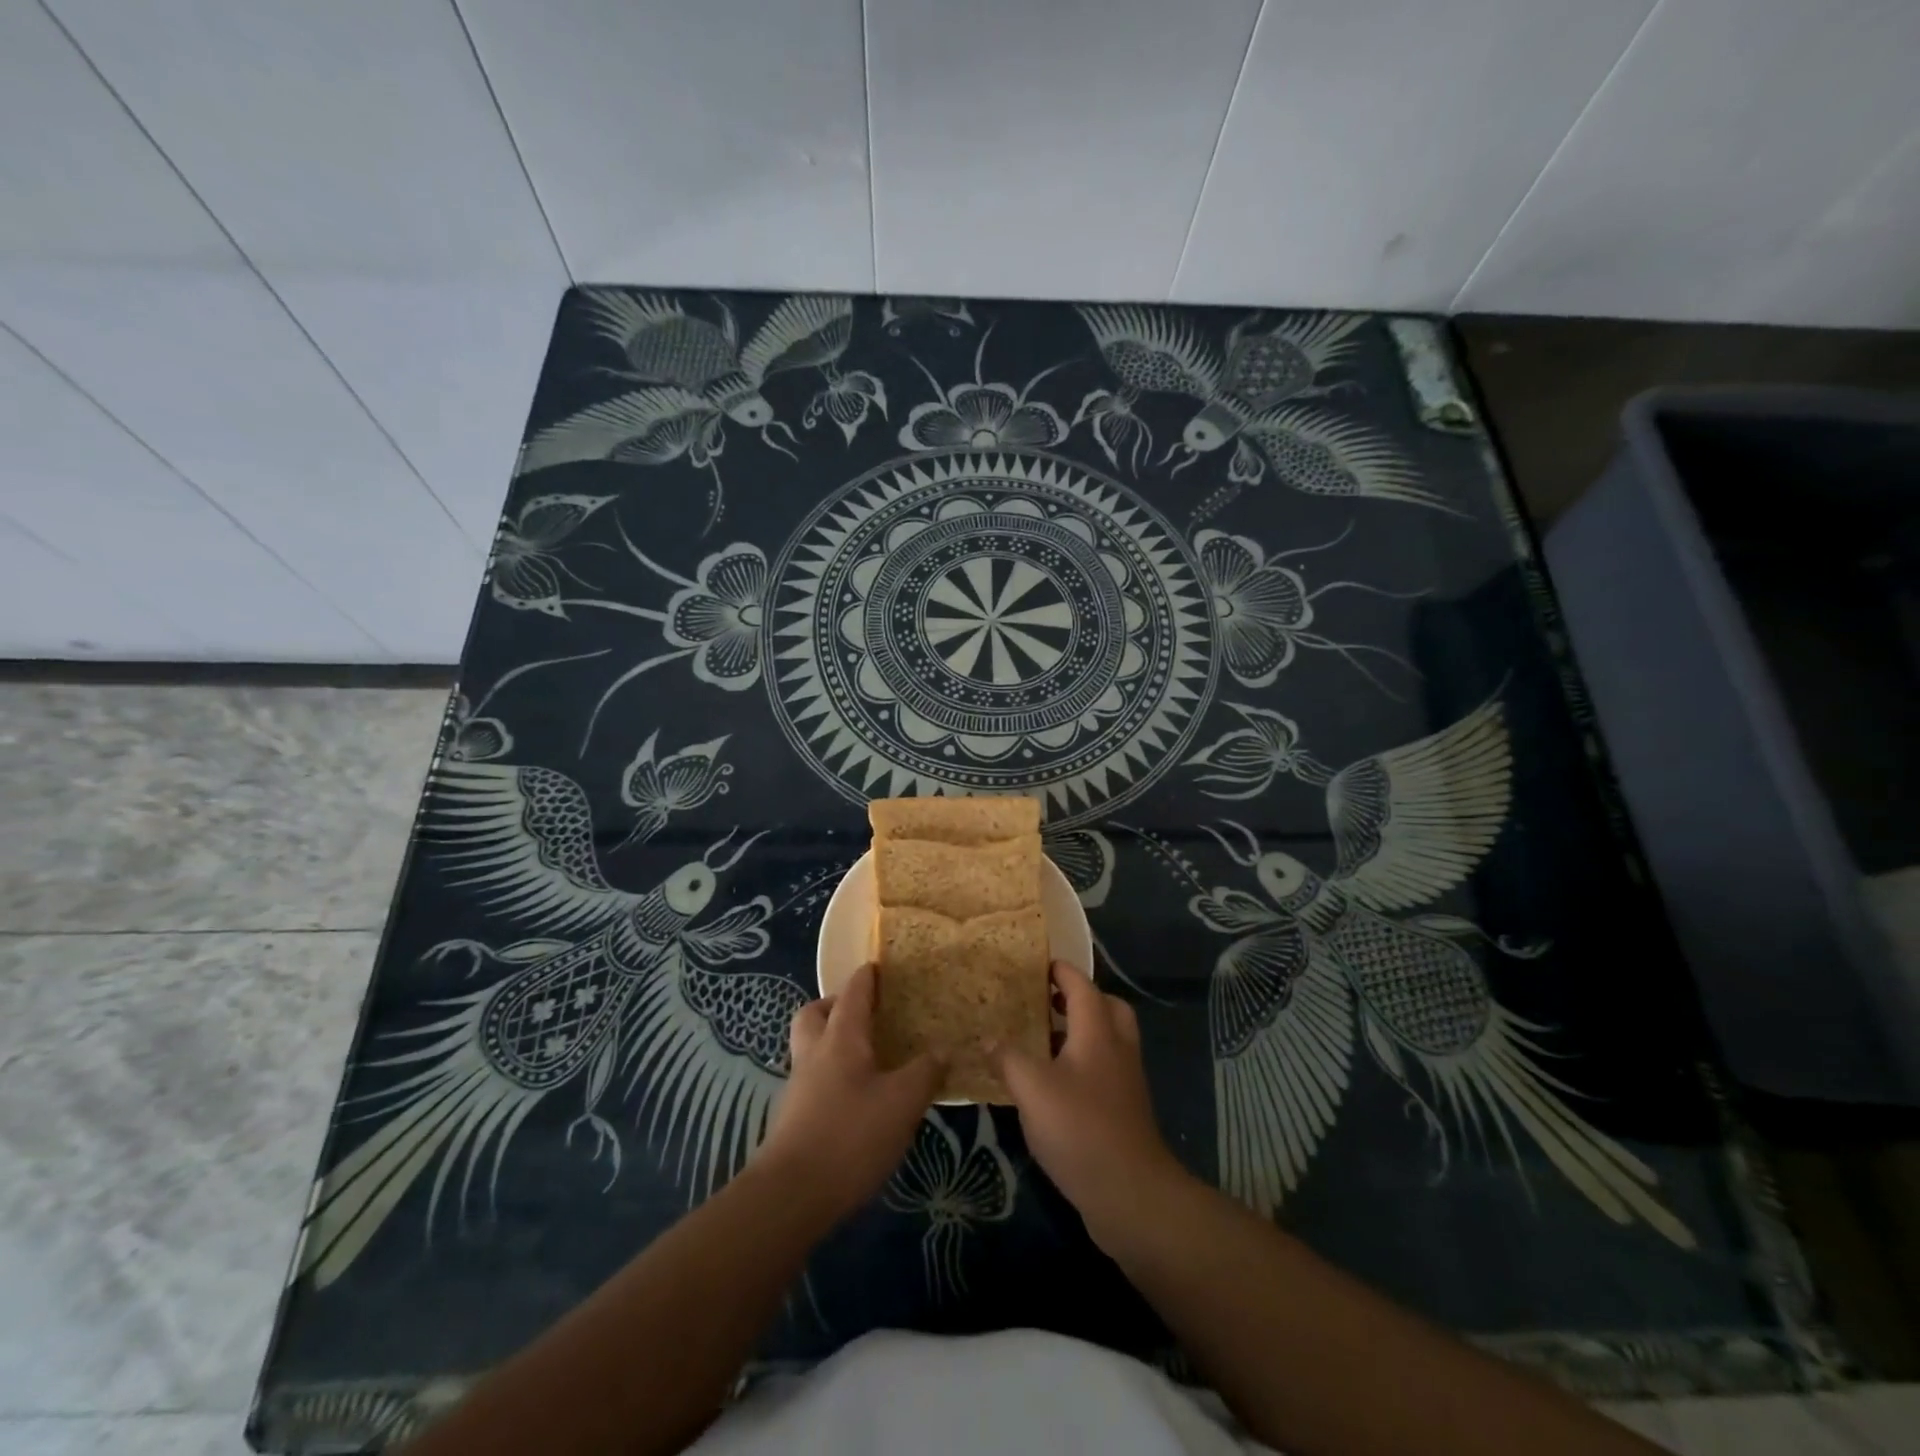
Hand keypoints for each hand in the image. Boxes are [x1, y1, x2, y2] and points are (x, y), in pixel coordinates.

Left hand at [756, 963, 941, 1223]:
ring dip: (831, 1042)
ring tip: (867, 1057)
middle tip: (865, 1014)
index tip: (879, 965)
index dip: (867, 976)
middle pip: (815, 1013)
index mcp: (841, 1038)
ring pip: (811, 1047)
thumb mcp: (902, 1102)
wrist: (791, 1196)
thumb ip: (925, 1072)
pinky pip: (813, 1079)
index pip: (853, 993)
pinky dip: (832, 1076)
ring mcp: (799, 1087)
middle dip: (835, 1005)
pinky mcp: (794, 1118)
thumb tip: (943, 1049)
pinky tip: (857, 1098)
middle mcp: (814, 1053)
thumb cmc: (850, 1136)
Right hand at [995, 961, 1188, 1251]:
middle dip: (1078, 998)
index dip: (1061, 971)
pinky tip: (1053, 1084)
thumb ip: (1008, 1058)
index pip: (1081, 985)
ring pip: (1107, 1039)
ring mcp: (1125, 1080)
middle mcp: (1117, 1047)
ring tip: (1042, 1040)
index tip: (1038, 964)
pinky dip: (1082, 1062)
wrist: (1131, 1193)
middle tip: (1046, 1001)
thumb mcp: (1032, 1089)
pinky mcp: (1124, 1109)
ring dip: (1079, 1031)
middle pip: (1105, 1007)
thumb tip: (988, 1037)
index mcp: (1097, 1031)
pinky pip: (1104, 1068)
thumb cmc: (1080, 1128)